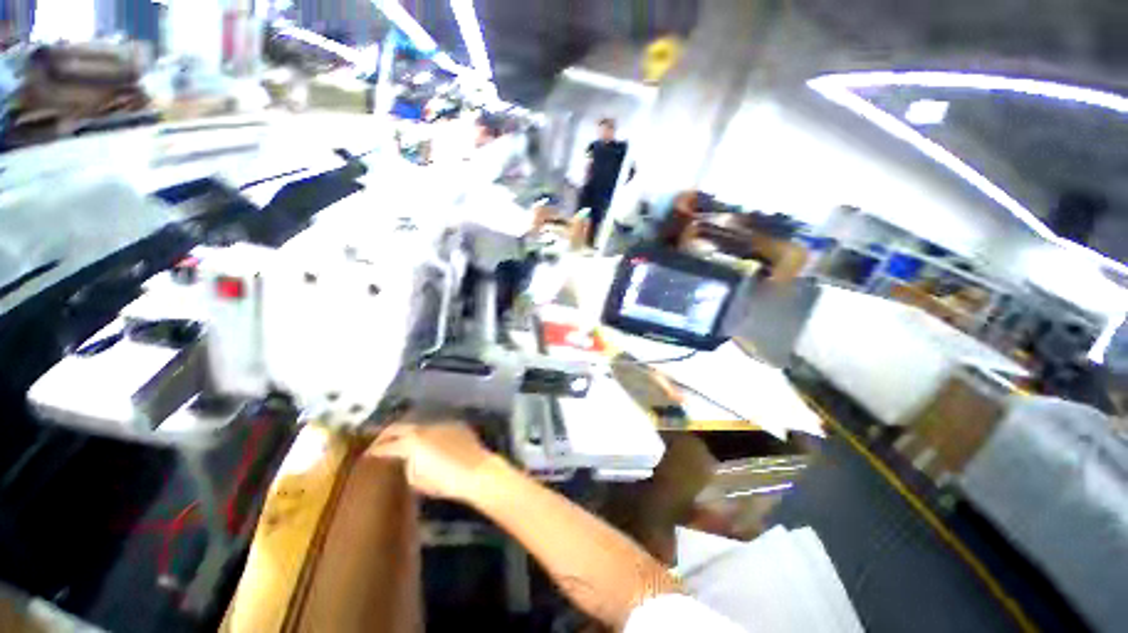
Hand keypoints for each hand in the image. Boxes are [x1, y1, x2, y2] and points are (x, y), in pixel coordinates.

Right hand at [367, 422, 495, 501]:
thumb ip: (408, 465)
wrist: (477, 471)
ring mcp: (441, 424)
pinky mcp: (455, 425)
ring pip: (419, 426)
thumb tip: (408, 459)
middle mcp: (424, 428)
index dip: (375, 450)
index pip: (387, 445)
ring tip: (403, 442)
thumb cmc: (445, 481)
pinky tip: (428, 443)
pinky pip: (436, 428)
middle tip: (378, 442)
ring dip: (409, 433)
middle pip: (400, 427)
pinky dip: (428, 434)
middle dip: (386, 435)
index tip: (368, 454)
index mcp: (412, 443)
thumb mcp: (418, 480)